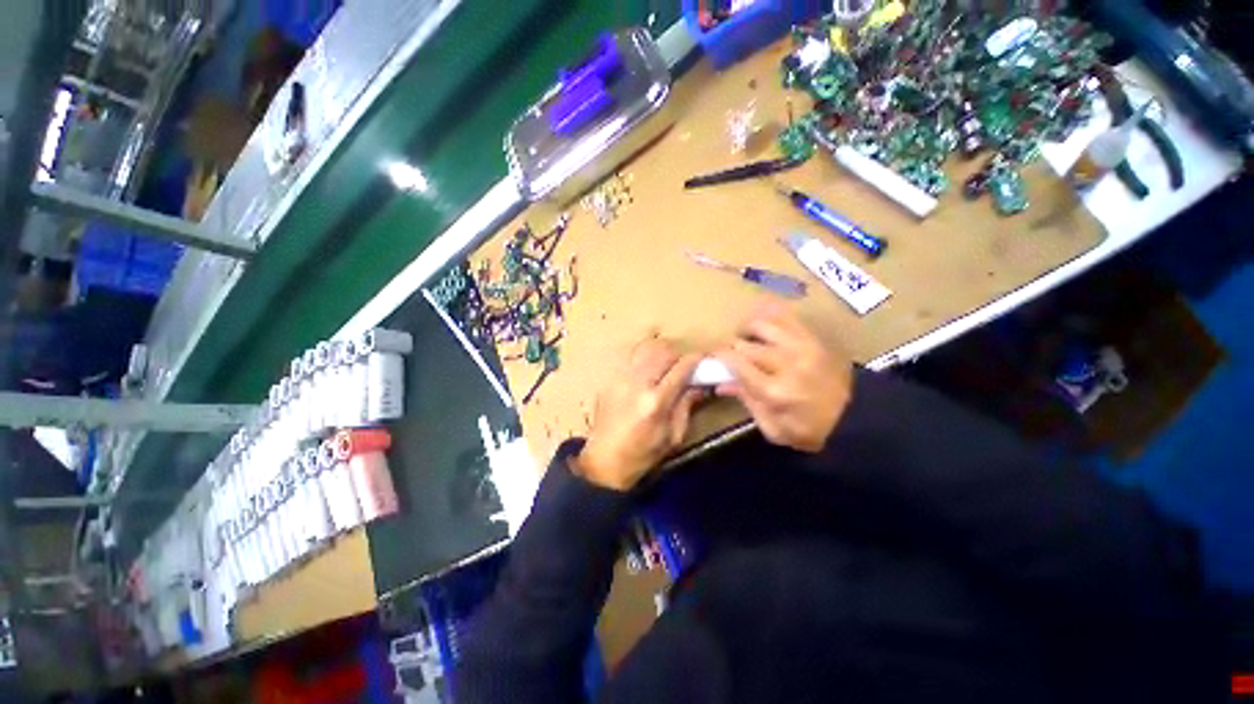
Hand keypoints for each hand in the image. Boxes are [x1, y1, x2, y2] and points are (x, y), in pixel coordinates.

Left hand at [575, 337, 703, 490]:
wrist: (605, 460)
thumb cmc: (643, 454)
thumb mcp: (673, 436)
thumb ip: (687, 405)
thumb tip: (700, 384)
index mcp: (656, 401)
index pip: (681, 367)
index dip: (696, 359)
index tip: (704, 359)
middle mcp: (637, 383)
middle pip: (663, 350)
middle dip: (677, 355)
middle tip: (682, 368)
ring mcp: (620, 378)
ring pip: (645, 348)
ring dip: (659, 353)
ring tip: (664, 367)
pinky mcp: (610, 379)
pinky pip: (631, 356)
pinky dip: (643, 358)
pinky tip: (646, 373)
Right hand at [715, 304, 853, 451]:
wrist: (856, 419)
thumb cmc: (809, 431)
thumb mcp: (773, 428)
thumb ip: (746, 401)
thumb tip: (721, 383)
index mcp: (774, 391)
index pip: (736, 363)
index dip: (719, 356)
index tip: (713, 358)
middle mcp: (786, 363)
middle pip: (745, 344)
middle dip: (731, 347)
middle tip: (730, 355)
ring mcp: (802, 347)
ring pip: (762, 325)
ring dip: (748, 330)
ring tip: (746, 339)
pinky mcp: (813, 339)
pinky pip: (786, 318)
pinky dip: (770, 318)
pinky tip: (765, 328)